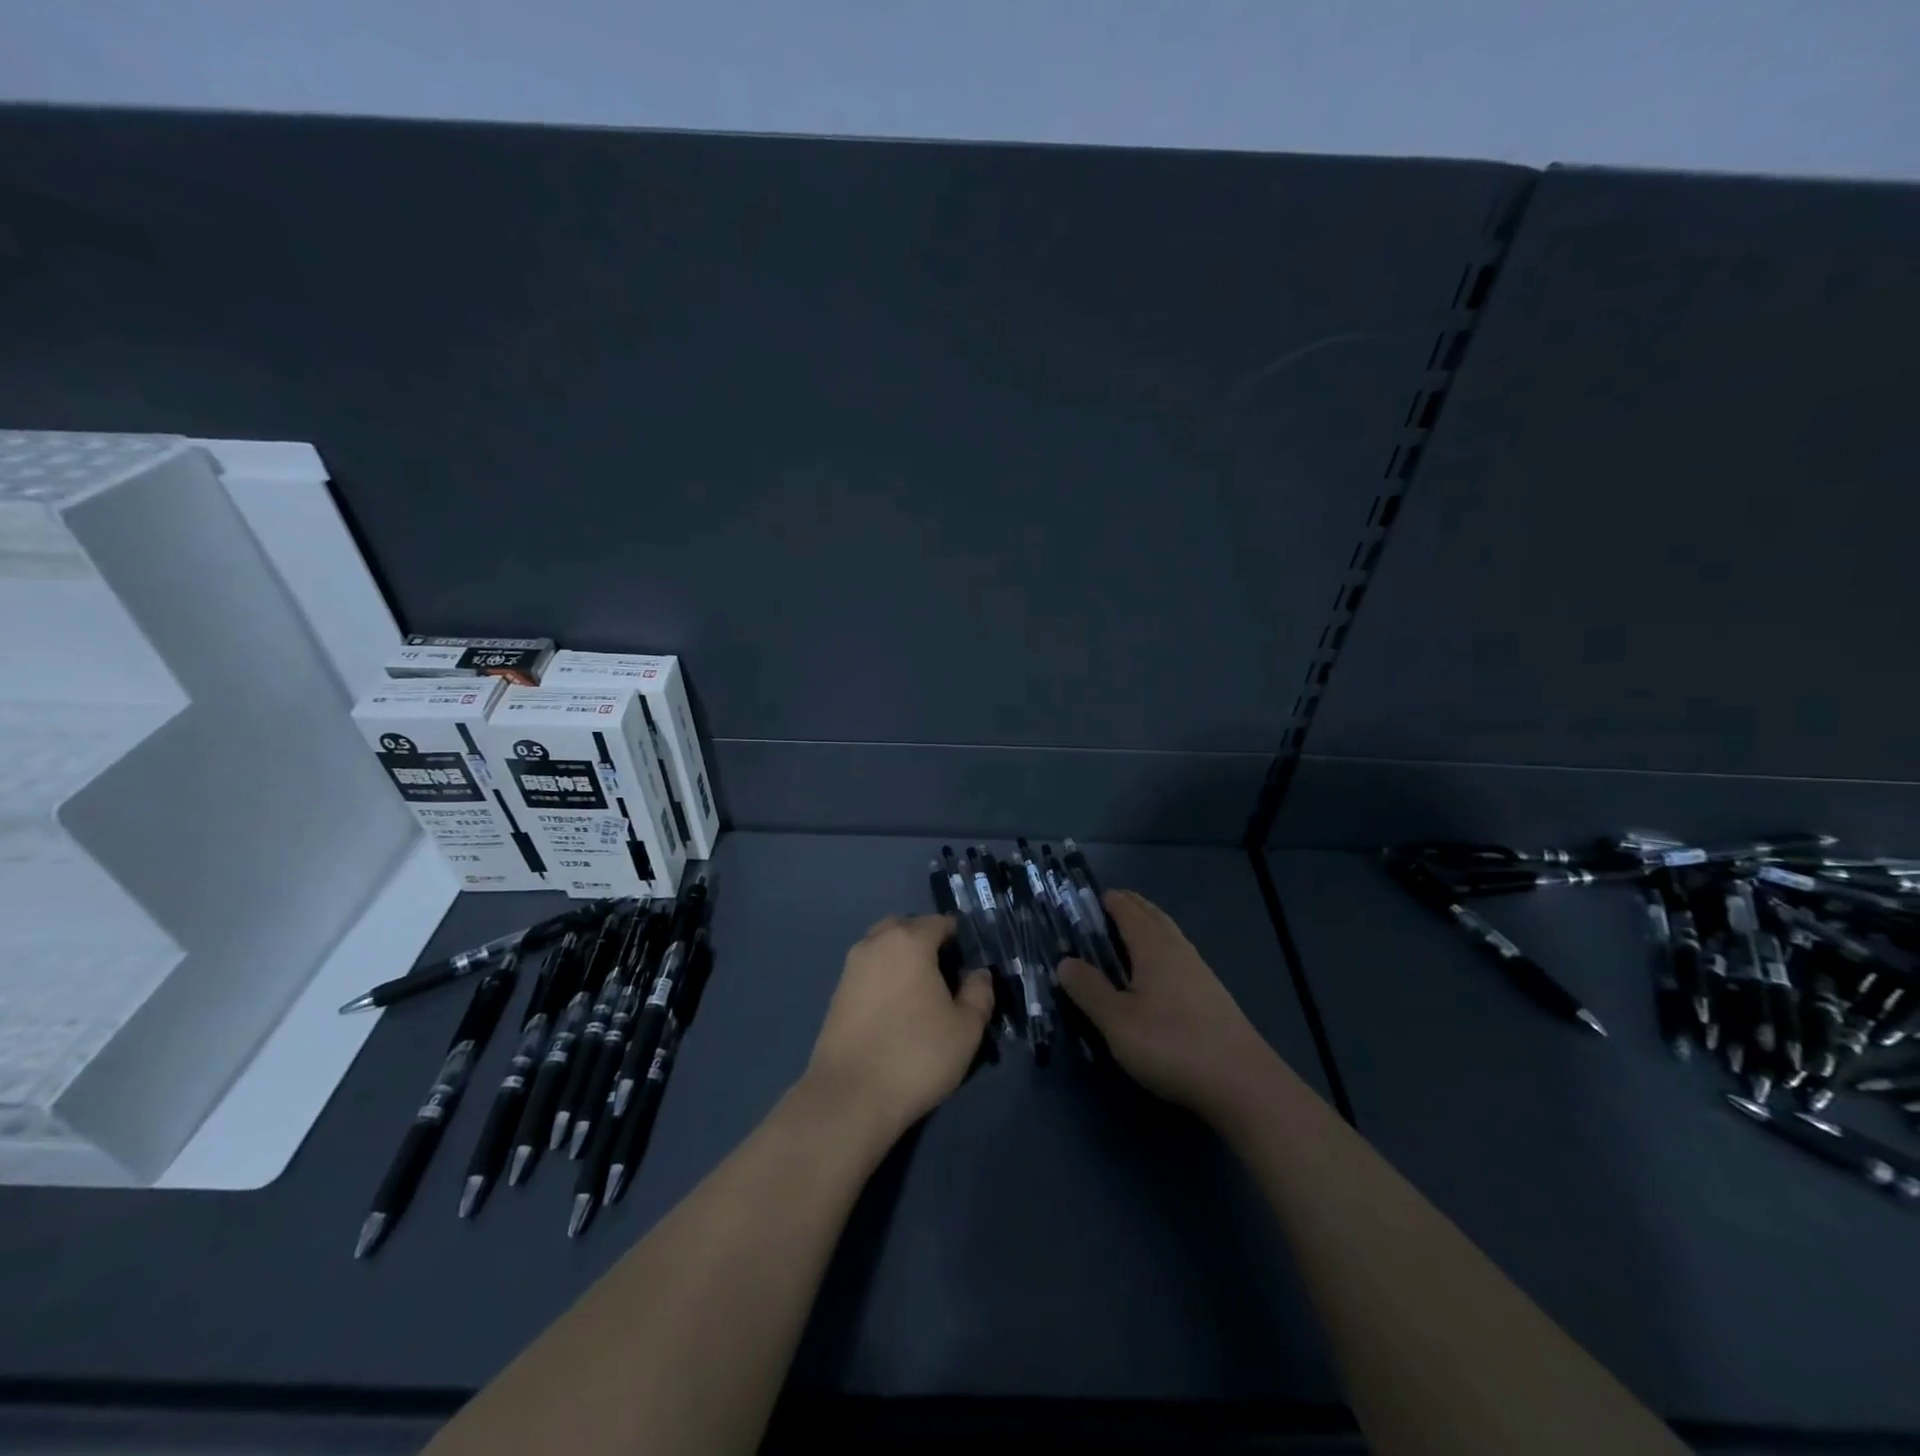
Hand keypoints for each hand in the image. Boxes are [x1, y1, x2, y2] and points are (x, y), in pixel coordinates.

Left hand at [801, 914, 994, 1145]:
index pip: (940, 922)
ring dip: (902, 959)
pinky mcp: (836, 992)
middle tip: (945, 975)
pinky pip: (868, 971)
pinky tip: (895, 1010)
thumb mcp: (966, 1028)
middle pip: (906, 928)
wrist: (850, 1096)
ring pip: (883, 948)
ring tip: (920, 995)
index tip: (970, 965)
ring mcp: (851, 966)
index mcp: (909, 940)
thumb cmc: (916, 1055)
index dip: (959, 939)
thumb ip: (979, 993)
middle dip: (926, 942)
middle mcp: (876, 942)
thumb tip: (978, 973)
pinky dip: (884, 979)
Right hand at [1056, 890, 1274, 1124]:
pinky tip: (1155, 973)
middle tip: (1103, 909)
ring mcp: (1200, 971)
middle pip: (1151, 915)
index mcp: (1153, 946)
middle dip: (1128, 906)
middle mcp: (1178, 948)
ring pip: (1168, 934)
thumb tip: (1064, 961)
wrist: (1243, 1083)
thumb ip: (1089, 989)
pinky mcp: (1212, 995)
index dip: (1107, 900)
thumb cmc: (1172, 1045)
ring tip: (1125, 936)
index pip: (1127, 909)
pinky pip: (1178, 955)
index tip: (1085, 899)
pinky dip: (1160, 948)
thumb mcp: (1118, 1021)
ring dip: (1146, 926)